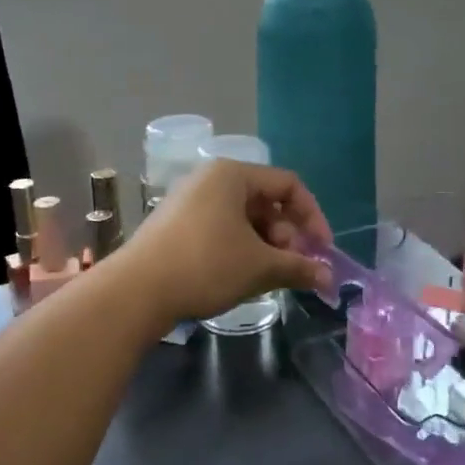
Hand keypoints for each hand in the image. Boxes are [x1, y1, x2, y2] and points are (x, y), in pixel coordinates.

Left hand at [117, 160, 331, 322]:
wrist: (136, 290)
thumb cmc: (206, 265)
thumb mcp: (259, 267)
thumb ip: (298, 268)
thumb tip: (328, 279)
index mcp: (232, 174)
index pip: (288, 185)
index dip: (312, 217)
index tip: (322, 251)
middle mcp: (210, 179)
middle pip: (265, 201)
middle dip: (286, 235)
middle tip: (289, 267)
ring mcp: (189, 201)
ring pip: (243, 218)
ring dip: (264, 245)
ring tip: (266, 276)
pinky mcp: (175, 224)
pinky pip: (220, 228)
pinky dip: (239, 248)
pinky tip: (240, 276)